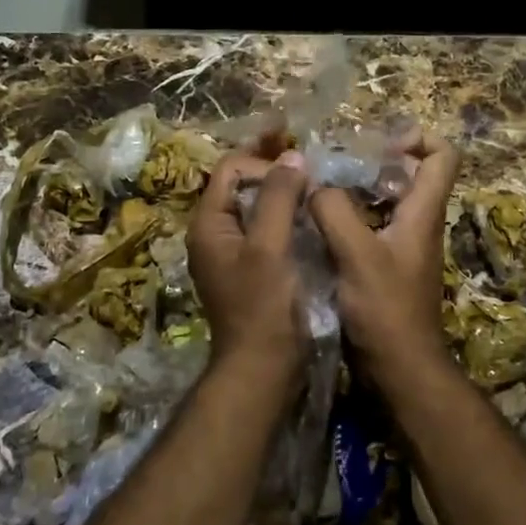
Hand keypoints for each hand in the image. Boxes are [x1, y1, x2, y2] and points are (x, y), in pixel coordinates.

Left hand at [187, 149, 309, 384]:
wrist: (263, 369)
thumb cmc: (263, 307)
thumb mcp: (269, 248)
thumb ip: (277, 198)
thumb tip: (292, 155)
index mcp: (209, 224)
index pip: (231, 169)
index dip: (264, 163)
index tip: (300, 175)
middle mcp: (216, 233)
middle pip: (242, 185)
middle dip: (274, 172)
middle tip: (311, 169)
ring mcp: (234, 252)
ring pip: (257, 207)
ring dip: (284, 194)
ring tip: (316, 188)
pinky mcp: (253, 268)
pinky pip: (268, 229)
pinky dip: (288, 217)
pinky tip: (312, 218)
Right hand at [307, 135, 458, 388]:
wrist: (400, 370)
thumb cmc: (385, 310)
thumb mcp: (356, 255)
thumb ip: (334, 211)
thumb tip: (314, 184)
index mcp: (423, 213)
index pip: (442, 155)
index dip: (418, 138)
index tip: (379, 142)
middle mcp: (418, 223)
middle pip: (410, 174)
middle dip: (375, 160)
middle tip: (335, 162)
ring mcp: (403, 246)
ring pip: (386, 200)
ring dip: (357, 189)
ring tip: (319, 187)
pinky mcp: (386, 266)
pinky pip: (371, 226)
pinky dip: (349, 216)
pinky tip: (318, 223)